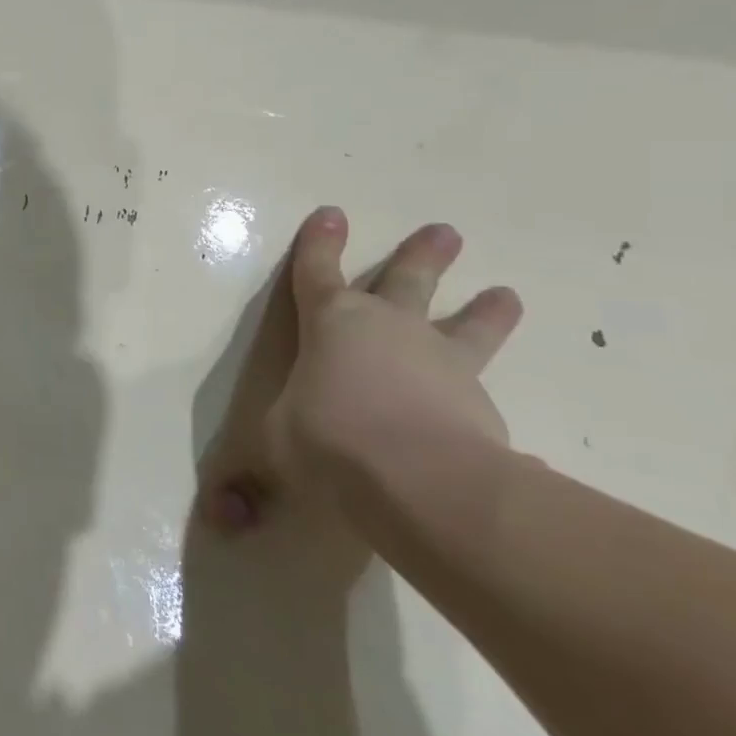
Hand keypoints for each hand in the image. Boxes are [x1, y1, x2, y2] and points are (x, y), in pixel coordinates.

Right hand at [199, 207, 522, 531]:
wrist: (420, 478)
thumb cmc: (329, 439)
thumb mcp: (277, 452)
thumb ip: (253, 480)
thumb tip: (221, 521)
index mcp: (331, 323)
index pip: (316, 272)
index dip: (319, 243)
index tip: (331, 213)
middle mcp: (389, 328)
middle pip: (407, 279)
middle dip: (422, 255)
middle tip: (446, 231)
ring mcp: (441, 362)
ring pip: (467, 325)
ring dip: (486, 310)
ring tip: (509, 294)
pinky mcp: (481, 405)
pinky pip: (485, 396)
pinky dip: (490, 405)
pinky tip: (514, 434)